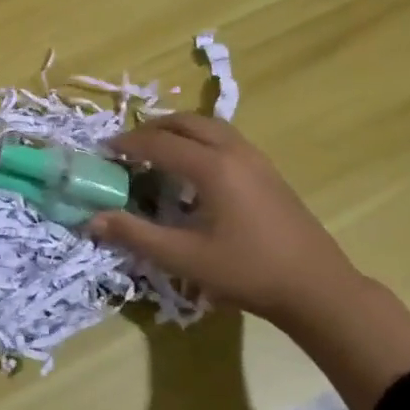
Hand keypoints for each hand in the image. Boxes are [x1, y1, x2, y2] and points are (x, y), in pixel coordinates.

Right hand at [89, 114, 409, 409]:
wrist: (316, 286)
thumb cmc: (247, 271)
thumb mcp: (184, 257)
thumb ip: (136, 234)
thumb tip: (93, 219)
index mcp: (212, 167)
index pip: (158, 143)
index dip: (127, 144)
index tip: (102, 151)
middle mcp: (234, 151)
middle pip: (186, 122)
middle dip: (152, 129)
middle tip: (127, 147)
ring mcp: (256, 158)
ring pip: (209, 126)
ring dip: (178, 131)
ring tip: (156, 151)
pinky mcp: (268, 171)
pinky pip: (225, 139)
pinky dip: (199, 140)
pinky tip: (193, 171)